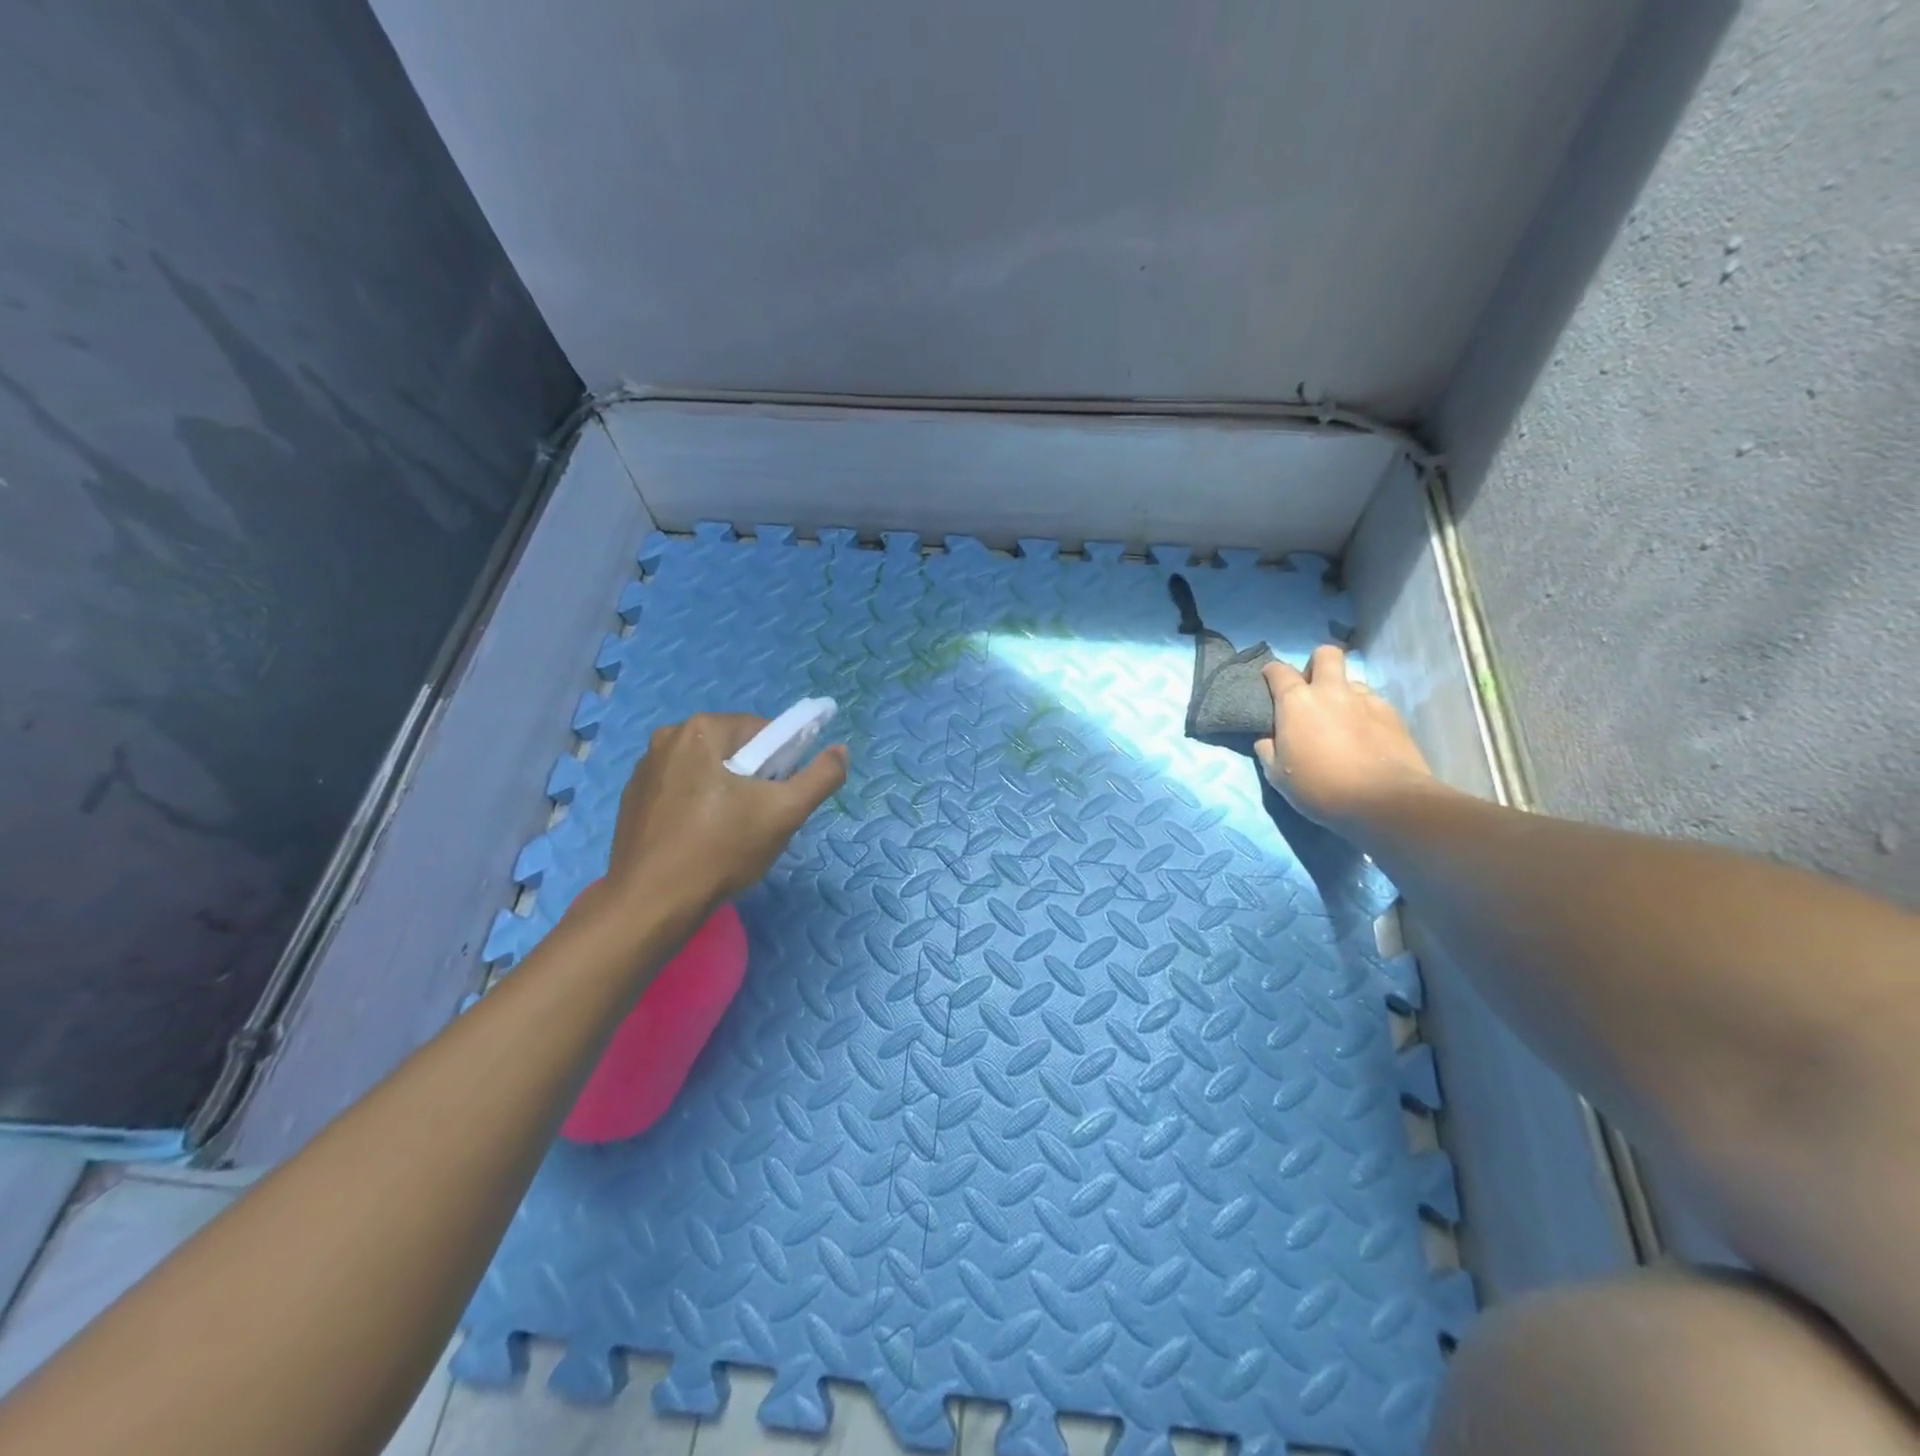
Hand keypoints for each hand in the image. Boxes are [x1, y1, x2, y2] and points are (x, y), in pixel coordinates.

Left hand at [600, 713, 847, 913]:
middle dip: (754, 779)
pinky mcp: (632, 800)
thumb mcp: (785, 813)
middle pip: (734, 750)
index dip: (782, 763)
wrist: (650, 904)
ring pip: (707, 772)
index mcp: (701, 729)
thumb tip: (841, 751)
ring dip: (726, 793)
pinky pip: (681, 791)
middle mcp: (667, 738)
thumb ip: (821, 777)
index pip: (763, 731)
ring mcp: (645, 769)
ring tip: (731, 835)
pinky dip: (697, 807)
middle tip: (760, 820)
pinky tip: (701, 840)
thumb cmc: (721, 850)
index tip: (781, 798)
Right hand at [1254, 646, 1437, 831]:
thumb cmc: (1319, 787)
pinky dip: (1364, 713)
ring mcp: (1366, 700)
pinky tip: (1364, 736)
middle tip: (1312, 690)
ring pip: (1351, 681)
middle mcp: (1331, 691)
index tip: (1269, 684)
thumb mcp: (1277, 775)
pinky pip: (1372, 703)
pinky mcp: (1392, 714)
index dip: (1271, 673)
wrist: (1383, 801)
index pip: (1278, 670)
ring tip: (1341, 720)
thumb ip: (1269, 749)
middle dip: (1316, 664)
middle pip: (1325, 654)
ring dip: (1342, 693)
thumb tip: (1269, 738)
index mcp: (1297, 702)